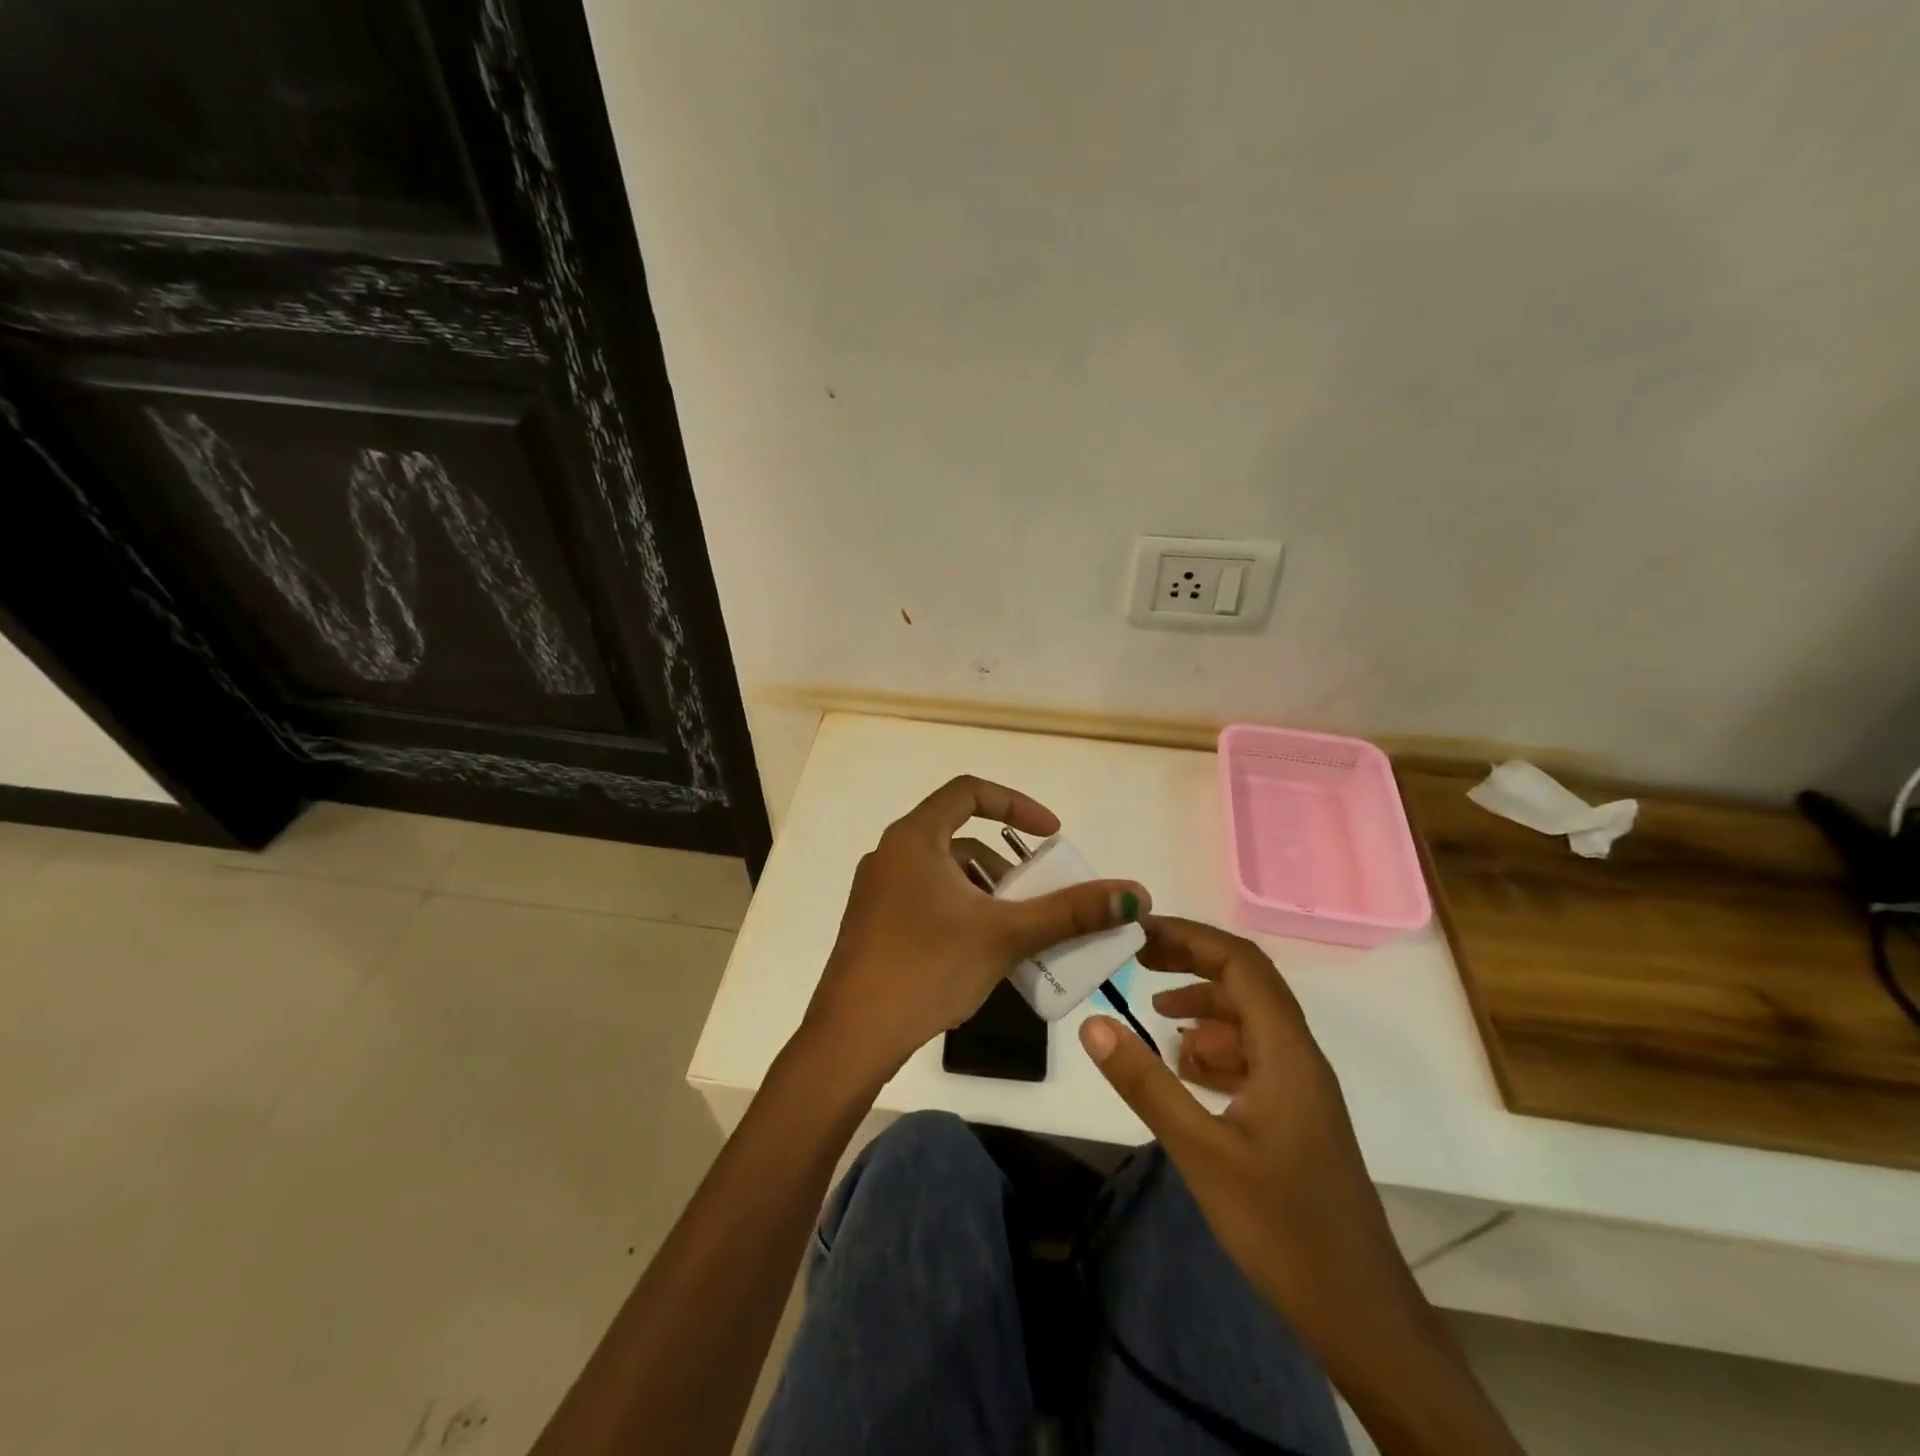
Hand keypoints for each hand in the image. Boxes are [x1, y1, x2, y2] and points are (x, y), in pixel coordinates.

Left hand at [803, 775, 1147, 1085]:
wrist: (852, 1038)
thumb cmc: (927, 968)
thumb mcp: (1005, 935)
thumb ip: (1070, 913)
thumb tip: (1135, 895)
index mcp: (914, 838)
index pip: (969, 792)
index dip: (1016, 804)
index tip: (1051, 835)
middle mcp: (891, 854)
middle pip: (959, 838)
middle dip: (1008, 864)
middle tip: (1039, 895)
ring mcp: (877, 891)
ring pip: (945, 874)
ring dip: (986, 892)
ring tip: (1018, 931)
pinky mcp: (874, 924)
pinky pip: (928, 899)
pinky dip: (962, 911)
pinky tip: (982, 953)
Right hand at [1078, 917, 1420, 1362]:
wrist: (1359, 1314)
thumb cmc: (1282, 1227)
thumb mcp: (1201, 1151)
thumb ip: (1146, 1083)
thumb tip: (1093, 1022)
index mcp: (1286, 1051)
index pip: (1241, 962)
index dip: (1190, 937)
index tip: (1139, 933)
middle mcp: (1297, 1055)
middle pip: (1245, 983)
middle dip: (1190, 962)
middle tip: (1136, 960)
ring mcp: (1299, 1086)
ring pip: (1248, 1020)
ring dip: (1201, 1008)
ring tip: (1154, 1018)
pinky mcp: (1294, 1114)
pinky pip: (1251, 1056)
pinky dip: (1214, 1048)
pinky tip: (1183, 1071)